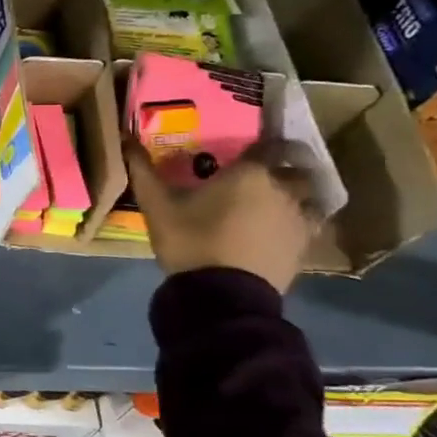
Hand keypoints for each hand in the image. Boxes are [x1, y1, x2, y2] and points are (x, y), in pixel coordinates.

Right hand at [124, 137, 319, 293]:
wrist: (221, 295)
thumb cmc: (190, 241)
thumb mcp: (157, 207)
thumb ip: (142, 171)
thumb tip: (126, 140)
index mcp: (250, 172)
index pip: (266, 144)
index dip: (257, 146)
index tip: (243, 151)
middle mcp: (283, 187)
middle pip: (295, 168)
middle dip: (283, 167)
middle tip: (261, 175)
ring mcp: (299, 217)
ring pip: (309, 195)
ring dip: (297, 193)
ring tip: (277, 201)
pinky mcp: (305, 245)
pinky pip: (310, 223)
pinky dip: (300, 220)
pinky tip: (282, 229)